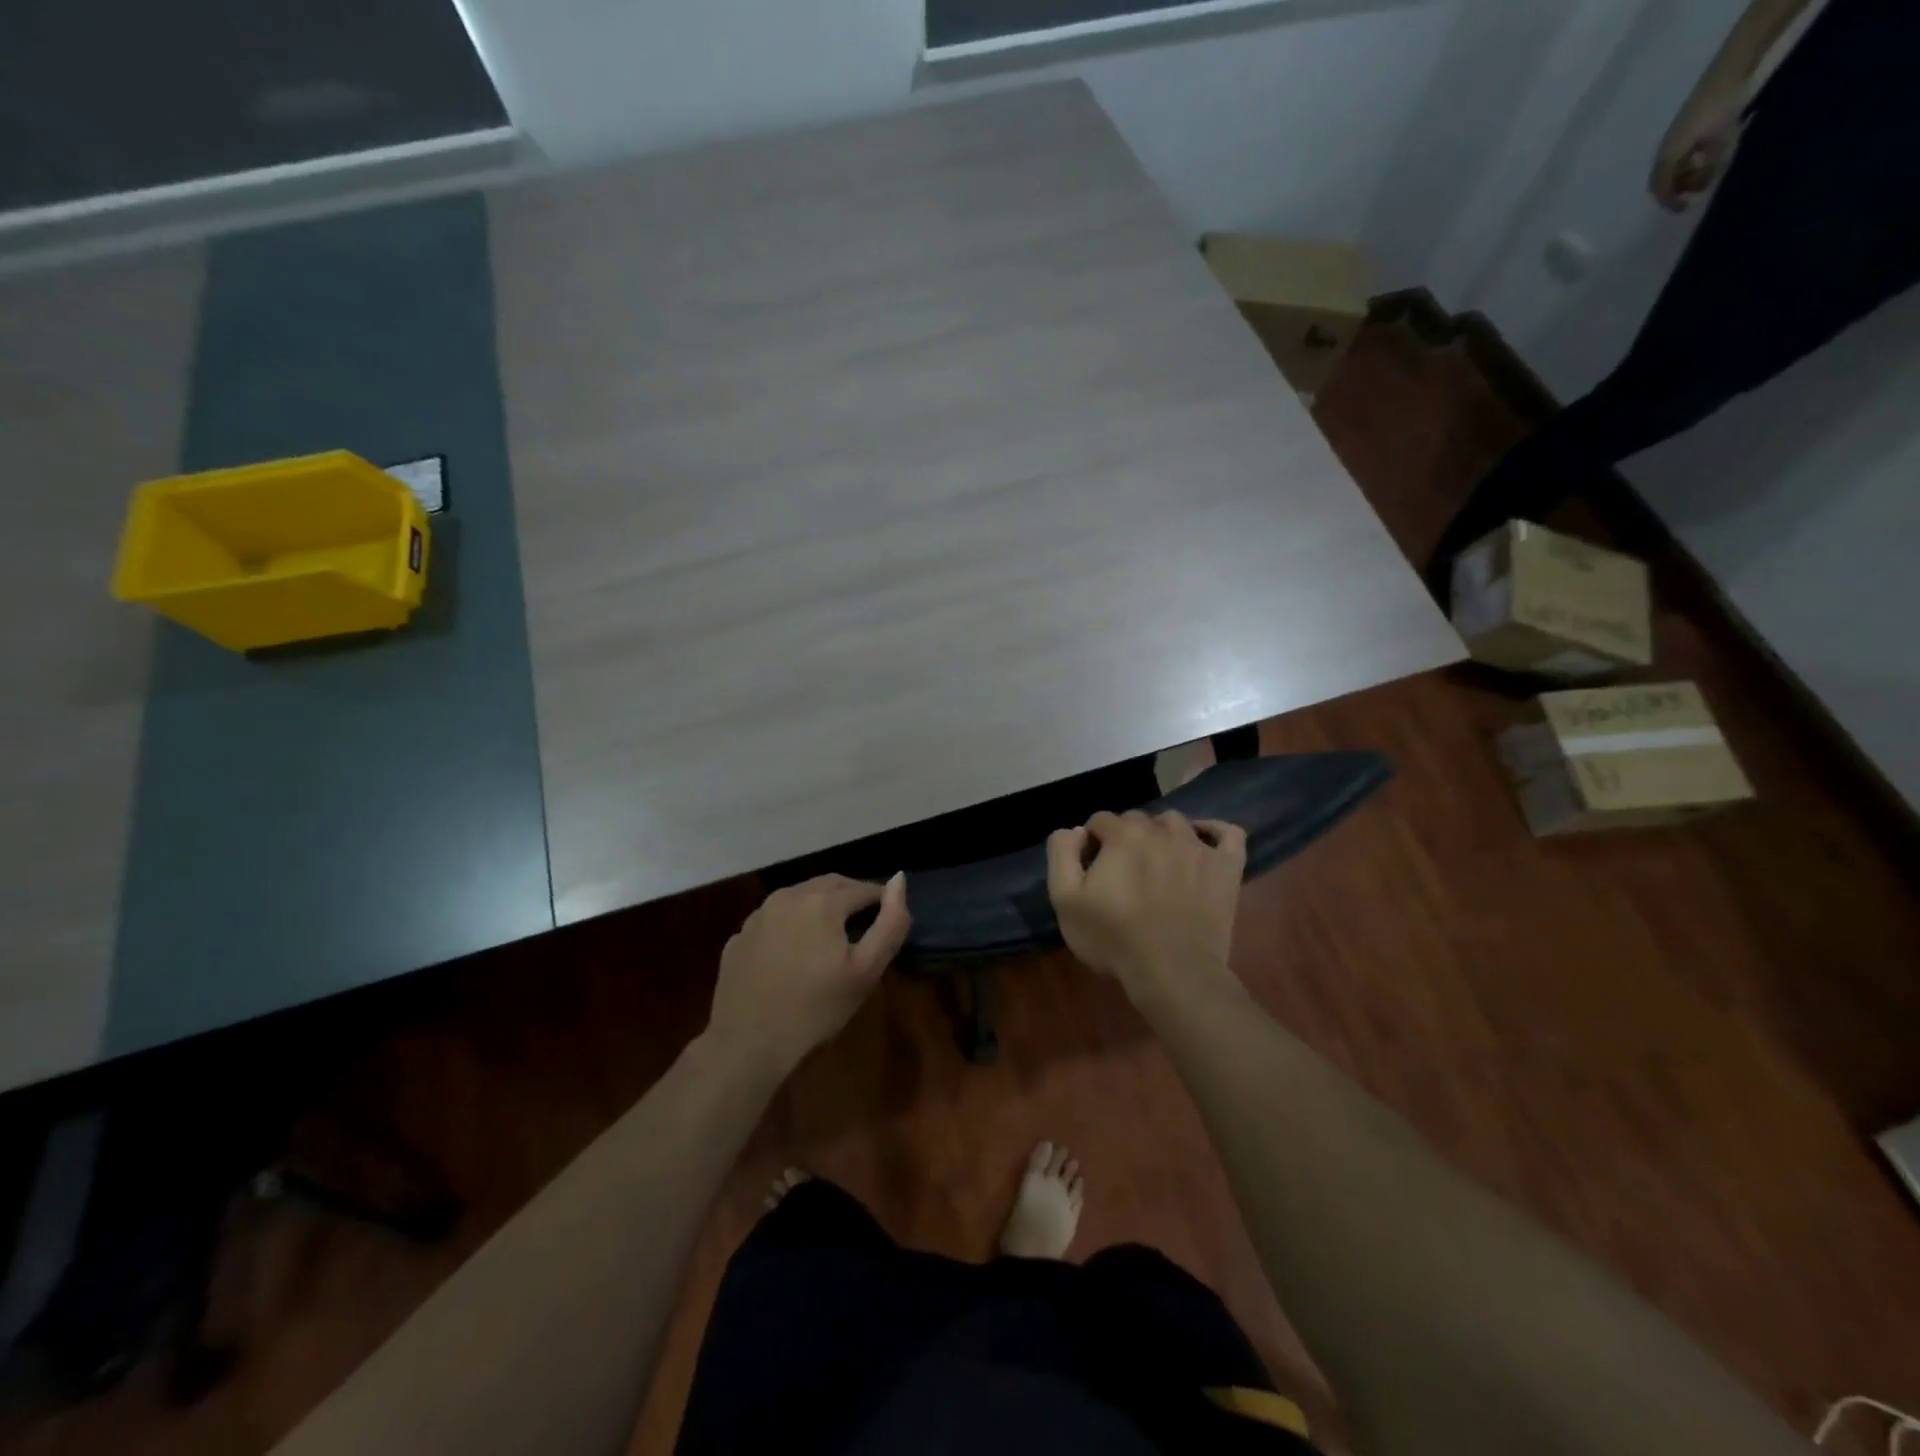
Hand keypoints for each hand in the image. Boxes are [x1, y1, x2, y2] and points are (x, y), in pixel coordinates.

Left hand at [706, 873, 909, 1074]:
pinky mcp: (739, 936)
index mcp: (822, 901)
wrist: (747, 1044)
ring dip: (820, 906)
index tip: (888, 920)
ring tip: (831, 935)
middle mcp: (788, 896)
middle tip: (865, 923)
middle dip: (851, 897)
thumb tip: (898, 880)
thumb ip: (890, 922)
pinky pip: (774, 919)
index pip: (863, 889)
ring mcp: (758, 915)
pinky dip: (791, 925)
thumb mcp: (866, 970)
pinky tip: (794, 953)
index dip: (881, 902)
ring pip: (799, 897)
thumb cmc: (815, 1009)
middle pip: (830, 885)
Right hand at [1046, 810, 1245, 996]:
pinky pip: (1227, 833)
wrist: (1173, 972)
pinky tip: (1202, 844)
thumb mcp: (1065, 899)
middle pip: (1137, 820)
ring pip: (1175, 823)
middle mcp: (1161, 830)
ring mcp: (1198, 847)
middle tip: (1122, 873)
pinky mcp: (1227, 867)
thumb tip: (1074, 829)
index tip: (1092, 871)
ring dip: (1161, 835)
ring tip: (1156, 864)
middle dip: (1125, 838)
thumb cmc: (1114, 937)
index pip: (1100, 820)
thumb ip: (1062, 853)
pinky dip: (1213, 832)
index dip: (1092, 843)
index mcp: (1122, 834)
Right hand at [1650, 79, 1742, 210]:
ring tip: (1702, 176)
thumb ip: (1709, 166)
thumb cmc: (1720, 109)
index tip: (1684, 209)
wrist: (1727, 72)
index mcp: (1666, 158)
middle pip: (1662, 181)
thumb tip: (1703, 184)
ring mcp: (1671, 141)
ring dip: (1682, 176)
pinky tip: (1702, 159)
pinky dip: (1687, 164)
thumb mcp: (1720, 141)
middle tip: (1693, 194)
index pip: (1661, 189)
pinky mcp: (1682, 131)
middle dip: (1675, 190)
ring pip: (1670, 169)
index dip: (1670, 202)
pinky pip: (1678, 156)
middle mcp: (1663, 153)